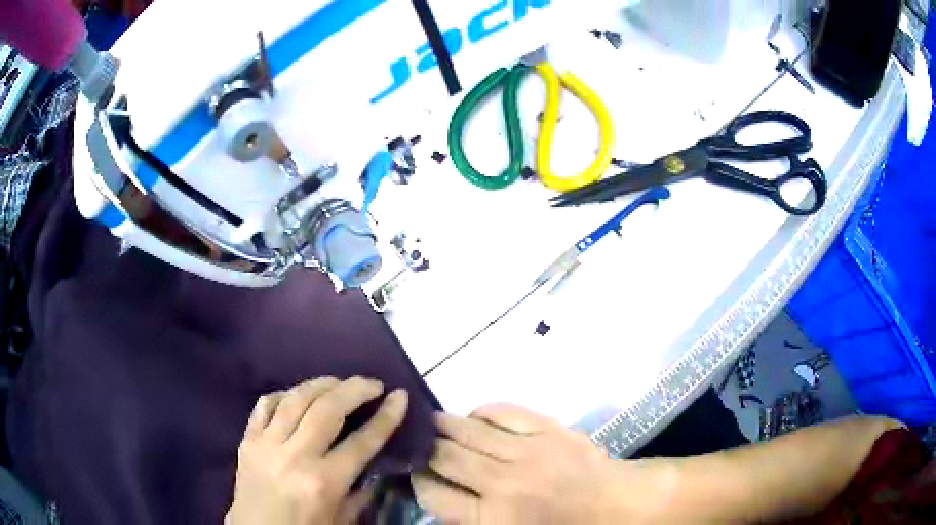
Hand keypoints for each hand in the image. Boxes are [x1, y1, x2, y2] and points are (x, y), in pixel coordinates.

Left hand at [226, 377, 408, 524]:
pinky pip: (266, 404)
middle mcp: (295, 457)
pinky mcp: (247, 439)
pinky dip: (286, 394)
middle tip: (373, 384)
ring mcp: (266, 444)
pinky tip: (299, 396)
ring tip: (340, 383)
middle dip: (356, 389)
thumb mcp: (342, 518)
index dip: (386, 416)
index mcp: (323, 483)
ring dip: (322, 384)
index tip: (400, 396)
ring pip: (296, 398)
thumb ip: (360, 489)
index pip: (362, 441)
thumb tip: (374, 459)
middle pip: (328, 409)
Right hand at [413, 404, 651, 523]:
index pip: (433, 493)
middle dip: (425, 448)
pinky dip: (484, 412)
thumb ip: (470, 520)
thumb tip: (438, 493)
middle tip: (417, 442)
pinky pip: (505, 412)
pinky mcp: (550, 429)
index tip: (415, 472)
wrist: (618, 506)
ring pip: (470, 430)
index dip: (417, 481)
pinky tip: (476, 416)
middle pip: (446, 456)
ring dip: (445, 424)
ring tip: (434, 422)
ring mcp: (529, 451)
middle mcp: (504, 483)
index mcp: (493, 518)